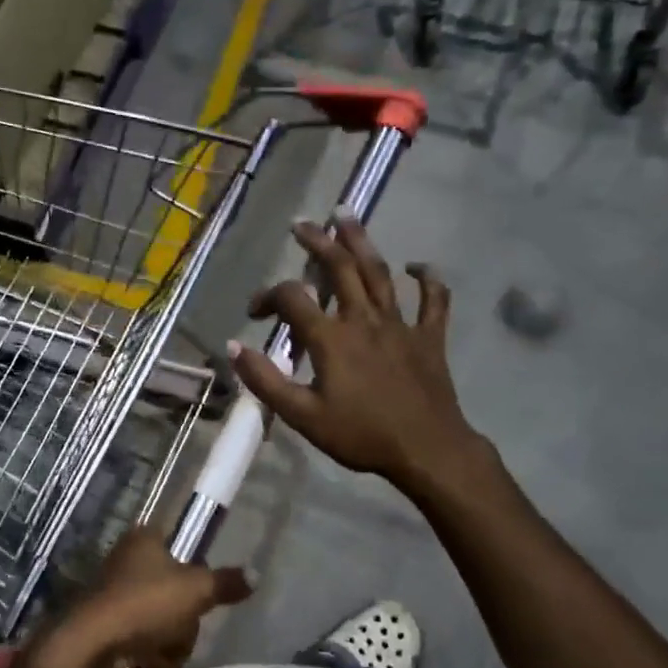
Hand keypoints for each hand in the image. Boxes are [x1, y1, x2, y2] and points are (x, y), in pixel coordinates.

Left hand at [24, 529, 252, 667]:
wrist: (87, 649)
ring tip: (159, 660)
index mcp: (143, 540)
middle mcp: (124, 562)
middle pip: (172, 592)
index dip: (193, 573)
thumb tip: (256, 573)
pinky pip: (138, 645)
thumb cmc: (144, 605)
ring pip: (158, 623)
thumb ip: (226, 582)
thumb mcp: (196, 590)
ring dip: (166, 648)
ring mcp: (110, 596)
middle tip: (180, 633)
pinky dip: (145, 662)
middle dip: (182, 623)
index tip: (198, 597)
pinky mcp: (101, 630)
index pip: (178, 546)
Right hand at [231, 217, 493, 496]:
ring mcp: (400, 325)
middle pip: (339, 267)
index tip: (255, 313)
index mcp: (331, 337)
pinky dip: (427, 280)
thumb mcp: (303, 416)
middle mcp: (364, 319)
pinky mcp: (429, 337)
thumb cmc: (361, 435)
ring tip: (345, 216)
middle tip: (302, 224)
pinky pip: (433, 301)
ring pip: (379, 273)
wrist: (427, 451)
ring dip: (361, 241)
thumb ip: (265, 380)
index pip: (292, 298)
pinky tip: (417, 267)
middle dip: (317, 242)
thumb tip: (234, 346)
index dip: (267, 296)